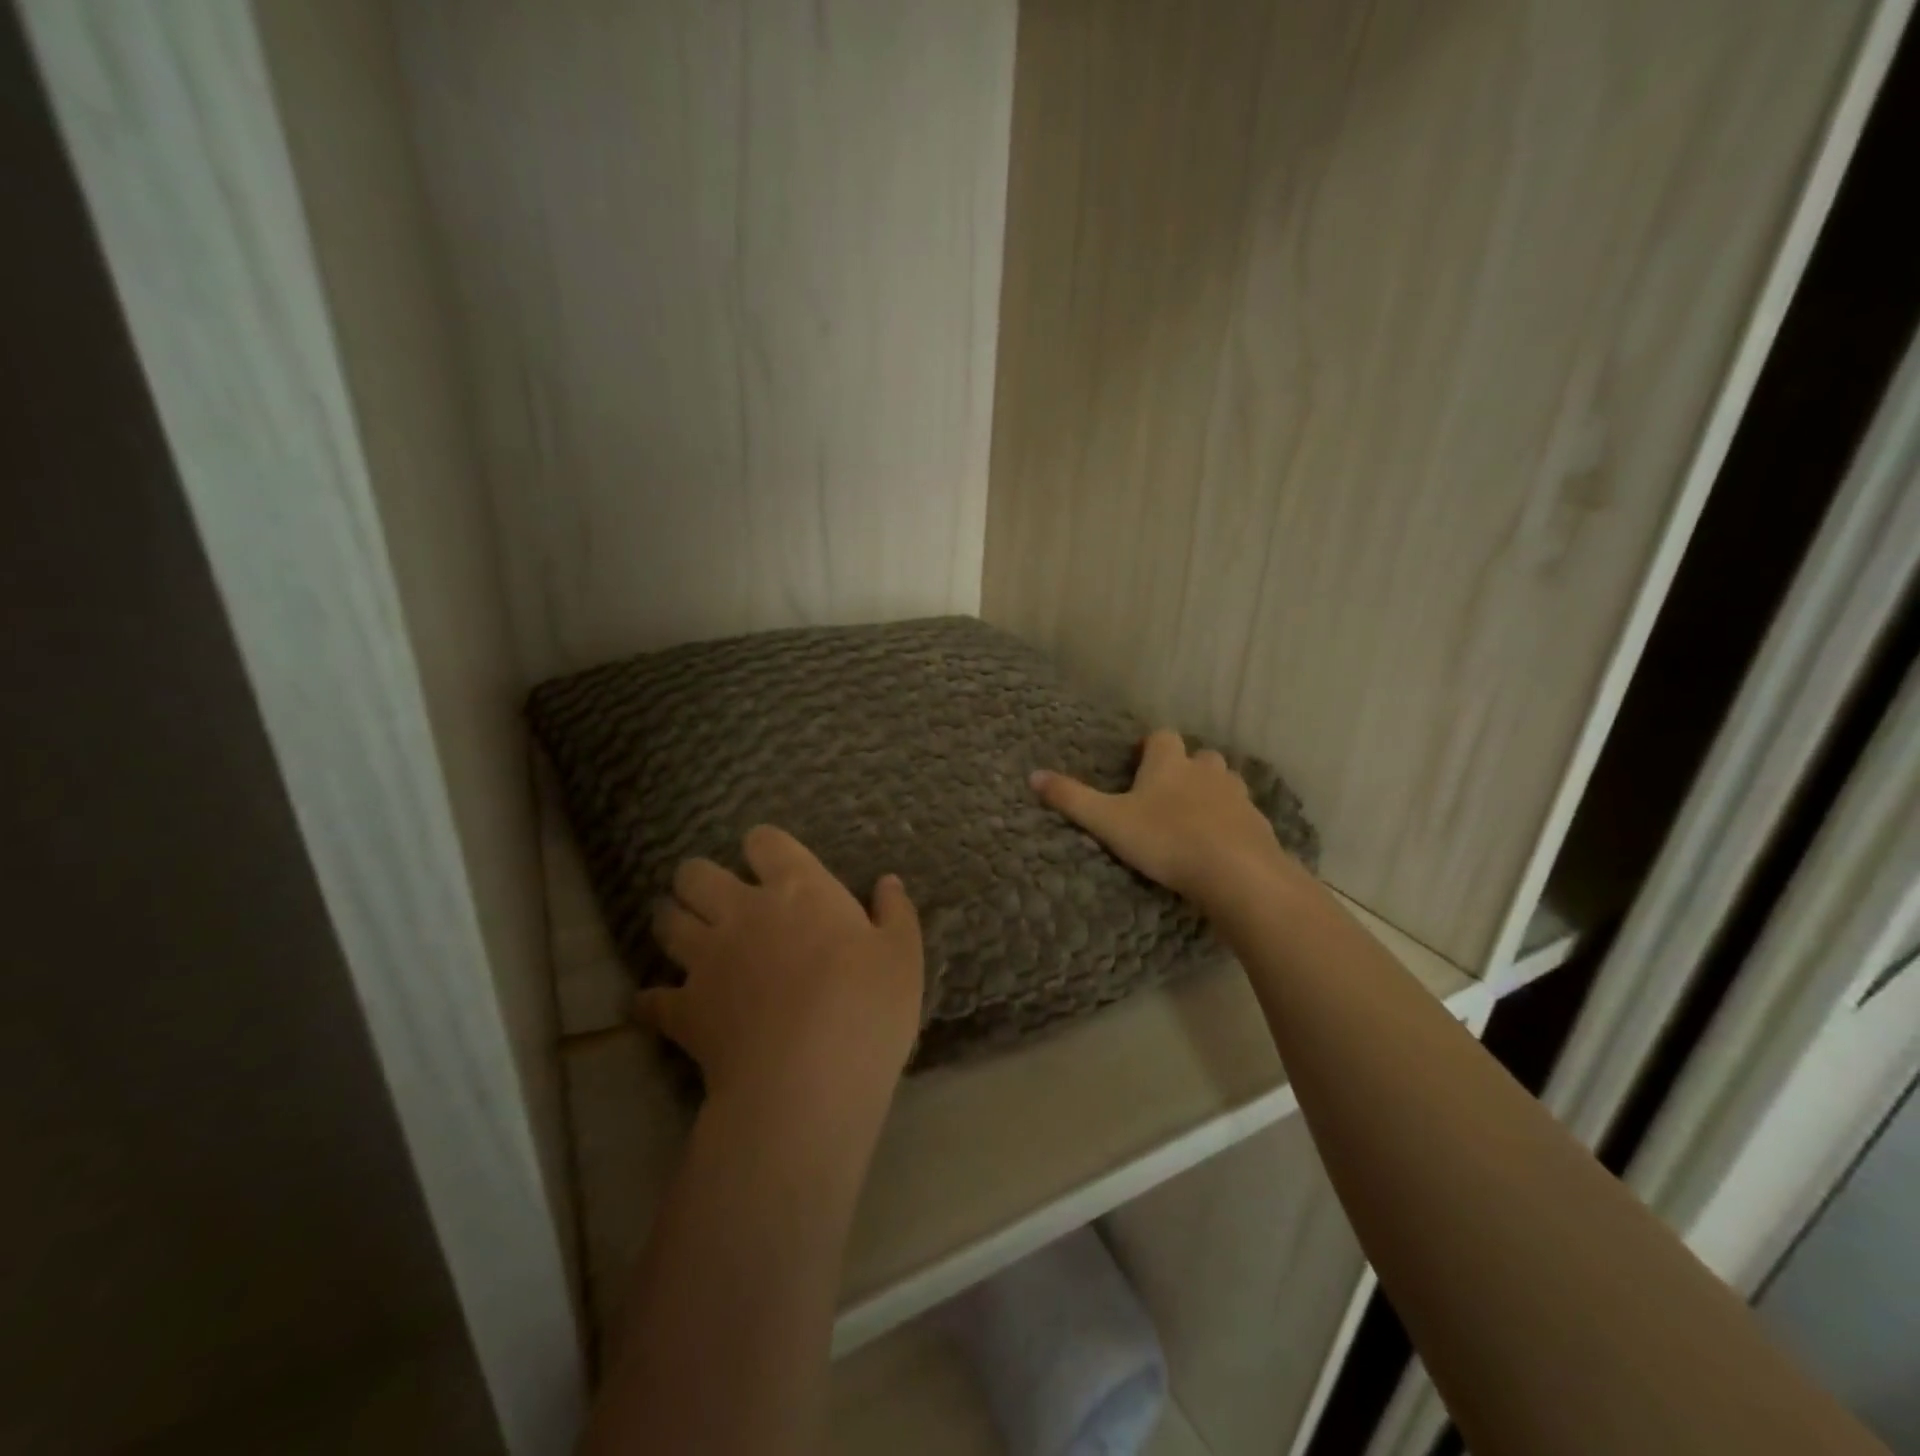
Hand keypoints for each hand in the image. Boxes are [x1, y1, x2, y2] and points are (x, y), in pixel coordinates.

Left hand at [640, 826, 924, 1114]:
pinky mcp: (684, 1010)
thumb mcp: (902, 956)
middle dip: (699, 879)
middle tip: (715, 897)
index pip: (764, 842)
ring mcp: (707, 960)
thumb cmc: (867, 1007)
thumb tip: (888, 882)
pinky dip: (652, 1001)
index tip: (771, 862)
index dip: (763, 846)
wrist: (808, 1081)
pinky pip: (652, 999)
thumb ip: (895, 913)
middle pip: (695, 874)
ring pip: (667, 922)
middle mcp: (743, 912)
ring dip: (672, 922)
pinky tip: (656, 1005)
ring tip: (683, 933)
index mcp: (798, 890)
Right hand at [1030, 728, 1298, 911]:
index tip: (1137, 765)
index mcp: (1169, 762)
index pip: (1161, 736)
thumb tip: (1032, 775)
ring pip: (1223, 782)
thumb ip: (1072, 798)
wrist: (1236, 872)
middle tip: (1164, 795)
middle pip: (1197, 756)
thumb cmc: (1166, 840)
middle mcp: (1206, 770)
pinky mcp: (1257, 823)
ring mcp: (1237, 795)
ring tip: (1192, 819)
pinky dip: (1230, 821)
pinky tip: (1219, 844)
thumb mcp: (1108, 821)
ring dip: (1209, 792)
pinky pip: (1241, 813)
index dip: (1149, 747)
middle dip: (1183, 768)